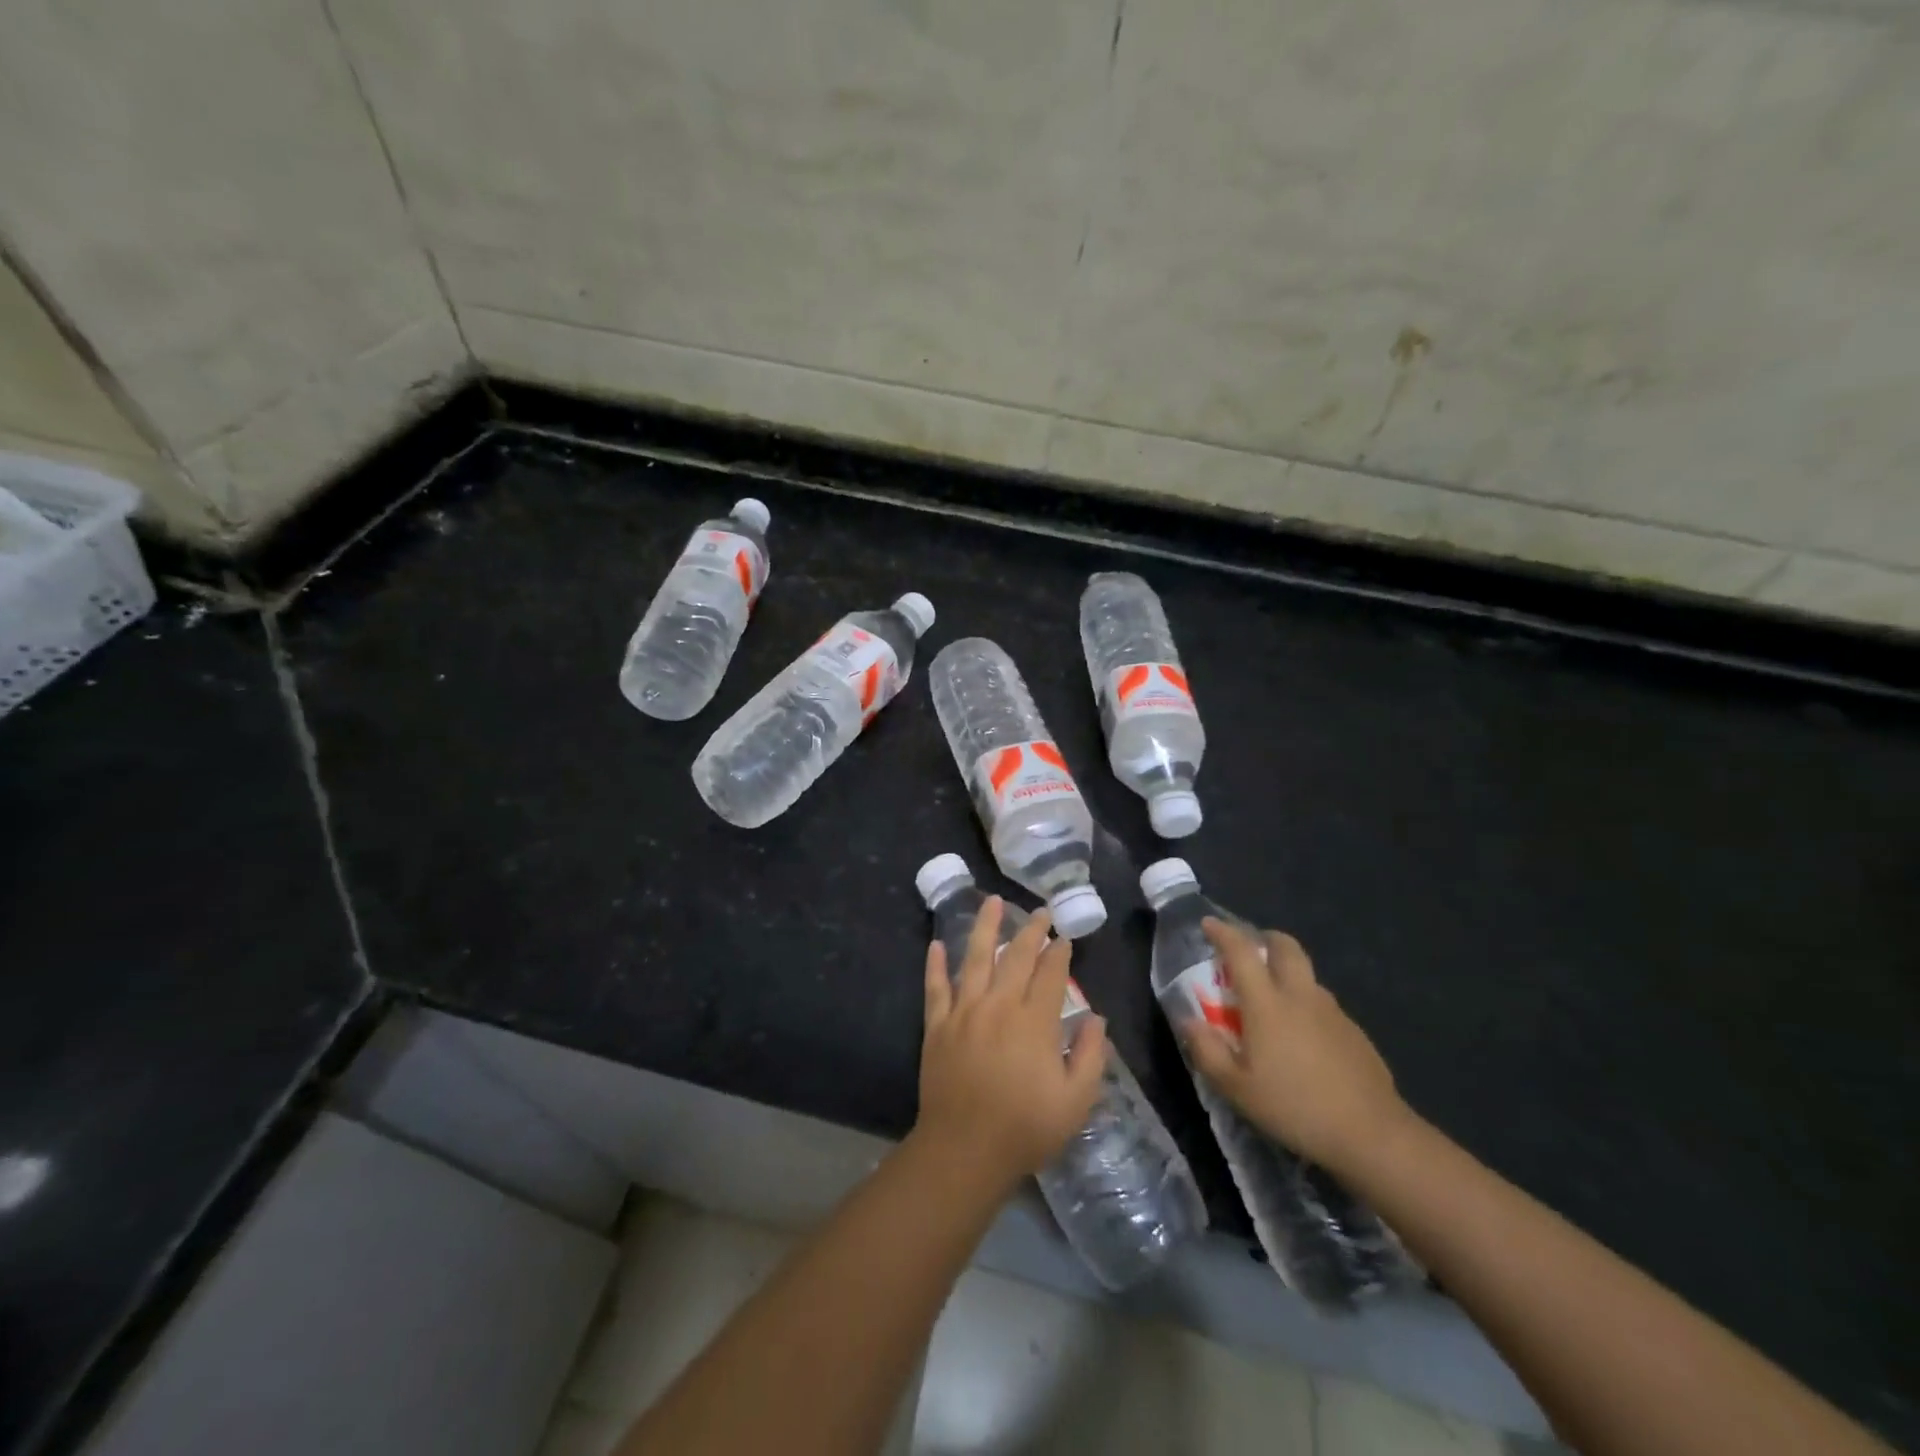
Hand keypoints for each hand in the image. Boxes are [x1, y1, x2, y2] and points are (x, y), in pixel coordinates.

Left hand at [915, 898, 1107, 1190]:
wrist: (964, 1149)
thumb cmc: (1025, 1128)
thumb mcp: (1076, 1101)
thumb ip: (1090, 1055)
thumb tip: (1095, 1018)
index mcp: (1034, 1021)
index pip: (1051, 975)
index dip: (1060, 954)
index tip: (1065, 939)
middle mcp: (999, 1005)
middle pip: (1017, 957)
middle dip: (1032, 931)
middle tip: (1040, 912)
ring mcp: (964, 1012)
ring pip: (975, 958)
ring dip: (985, 927)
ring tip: (992, 901)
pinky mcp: (937, 1025)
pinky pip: (935, 987)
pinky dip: (935, 964)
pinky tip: (937, 943)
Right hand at [1182, 919, 1410, 1172]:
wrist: (1371, 1134)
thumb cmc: (1293, 1107)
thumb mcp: (1236, 1088)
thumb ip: (1207, 1051)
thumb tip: (1189, 1021)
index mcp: (1267, 1003)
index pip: (1241, 952)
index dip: (1223, 933)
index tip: (1209, 924)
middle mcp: (1300, 996)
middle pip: (1286, 947)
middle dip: (1265, 938)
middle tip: (1251, 949)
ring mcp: (1332, 1012)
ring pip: (1307, 976)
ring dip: (1288, 973)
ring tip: (1275, 1000)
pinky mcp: (1354, 1032)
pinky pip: (1324, 1005)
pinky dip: (1307, 1005)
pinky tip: (1304, 1038)